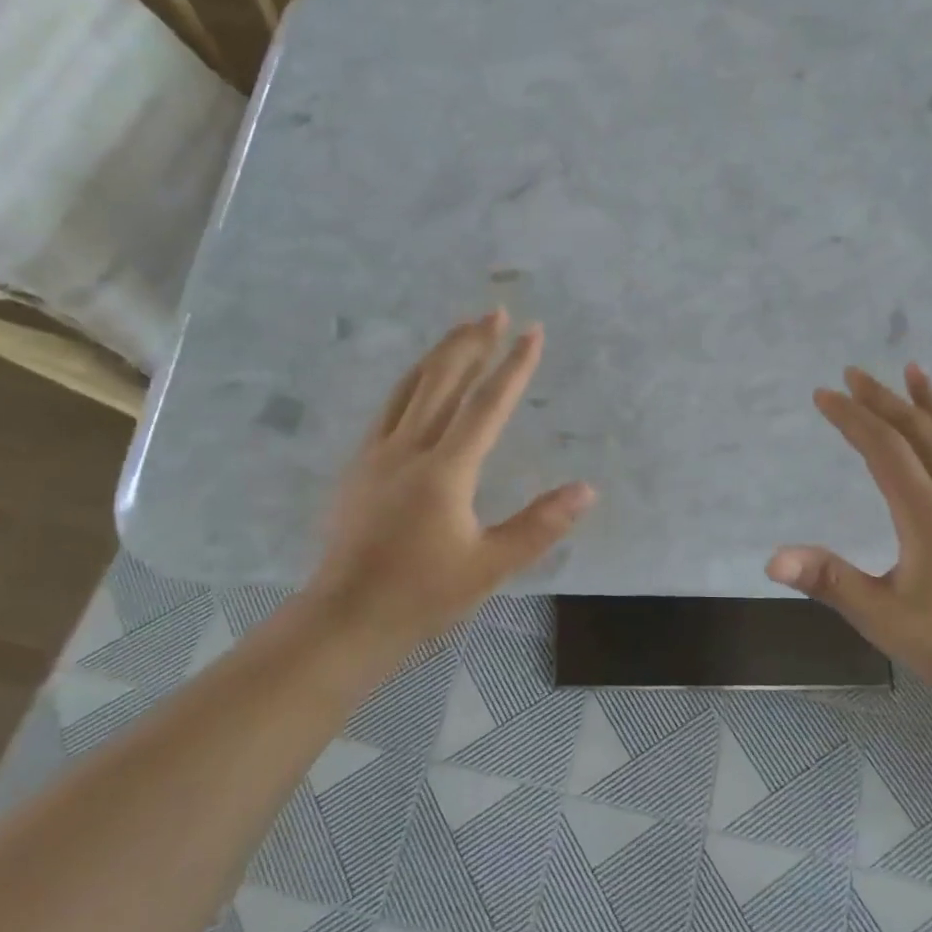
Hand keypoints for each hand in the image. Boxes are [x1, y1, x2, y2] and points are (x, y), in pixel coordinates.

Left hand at [307, 310, 594, 655]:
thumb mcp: (490, 565)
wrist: (344, 619)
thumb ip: (539, 525)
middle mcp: (408, 449)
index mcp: (444, 471)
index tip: (533, 332)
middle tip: (495, 313)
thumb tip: (586, 490)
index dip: (513, 367)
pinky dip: (411, 382)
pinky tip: (418, 381)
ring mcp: (376, 454)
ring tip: (462, 330)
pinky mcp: (358, 467)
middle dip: (472, 343)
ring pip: (410, 387)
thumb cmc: (421, 596)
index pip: (486, 406)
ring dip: (440, 354)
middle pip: (442, 381)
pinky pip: (388, 408)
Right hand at [767, 364, 931, 700]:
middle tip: (853, 373)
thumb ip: (830, 582)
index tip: (824, 394)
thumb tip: (772, 559)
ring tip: (912, 371)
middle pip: (919, 431)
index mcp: (928, 514)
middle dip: (882, 399)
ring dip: (929, 401)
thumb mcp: (883, 618)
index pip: (884, 449)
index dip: (852, 418)